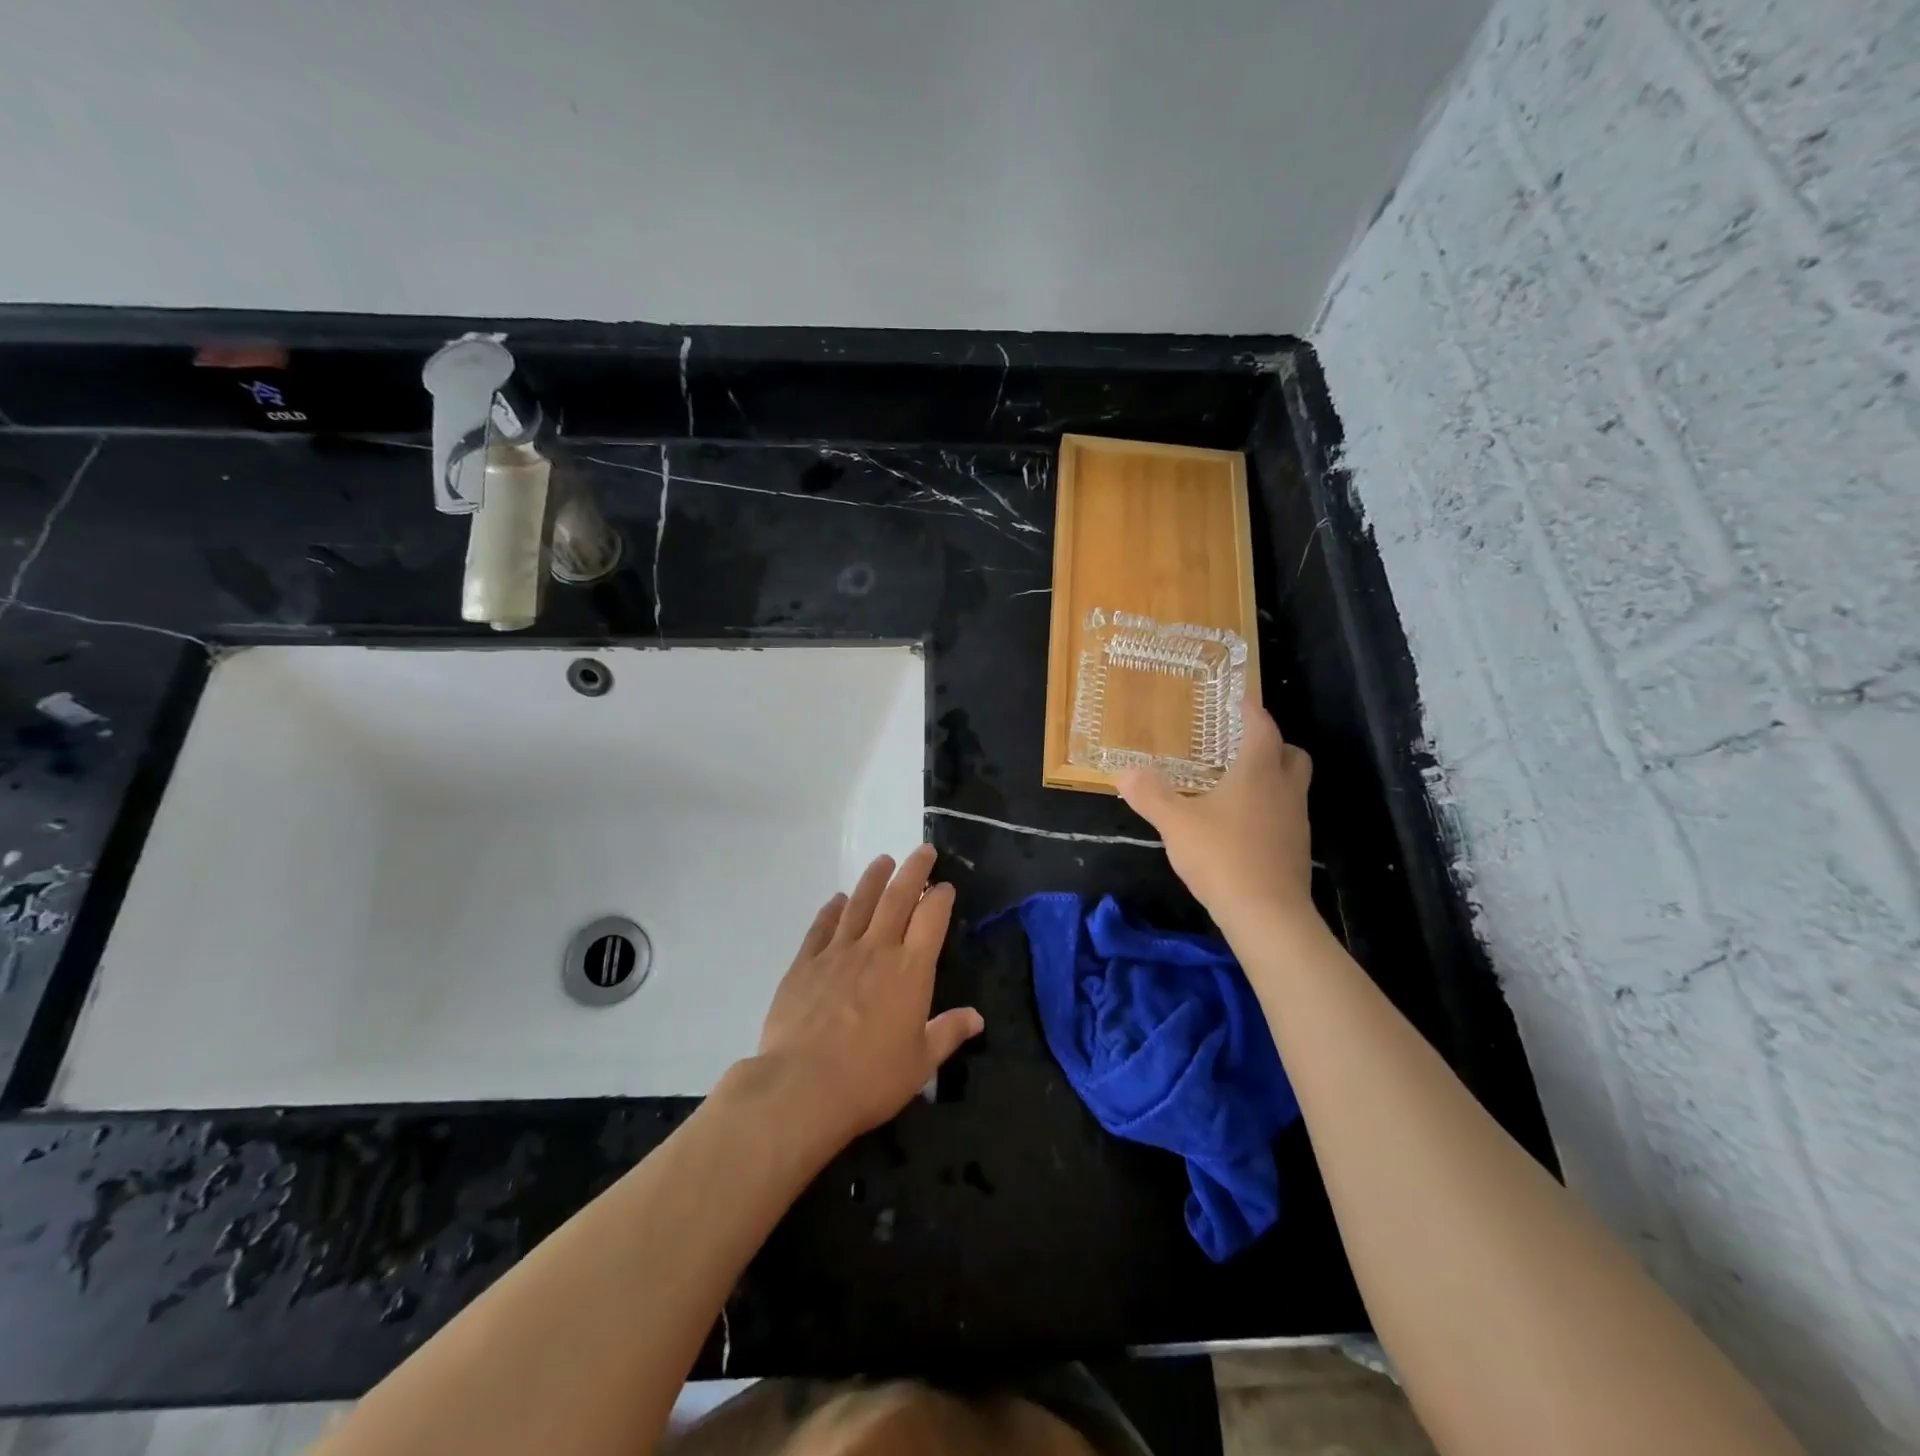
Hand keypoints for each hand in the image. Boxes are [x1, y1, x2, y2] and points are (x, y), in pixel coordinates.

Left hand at [755, 845, 984, 1143]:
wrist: (803, 1087)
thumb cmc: (871, 1078)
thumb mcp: (921, 1063)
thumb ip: (948, 1032)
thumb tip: (976, 1017)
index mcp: (910, 970)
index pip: (931, 918)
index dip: (941, 897)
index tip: (945, 886)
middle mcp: (876, 950)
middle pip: (898, 898)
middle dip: (913, 870)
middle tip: (923, 851)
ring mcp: (837, 953)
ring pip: (859, 904)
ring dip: (873, 879)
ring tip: (883, 861)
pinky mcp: (805, 964)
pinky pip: (821, 927)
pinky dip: (831, 909)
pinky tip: (836, 899)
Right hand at [1118, 706, 1315, 929]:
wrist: (1267, 914)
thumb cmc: (1222, 856)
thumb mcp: (1176, 823)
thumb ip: (1150, 795)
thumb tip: (1124, 772)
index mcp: (1258, 772)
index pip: (1263, 728)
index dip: (1252, 711)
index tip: (1240, 701)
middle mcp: (1285, 790)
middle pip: (1291, 754)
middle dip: (1272, 744)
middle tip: (1242, 746)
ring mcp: (1296, 821)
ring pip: (1292, 786)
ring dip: (1271, 778)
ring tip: (1236, 786)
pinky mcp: (1296, 850)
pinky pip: (1286, 815)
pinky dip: (1268, 810)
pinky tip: (1240, 826)